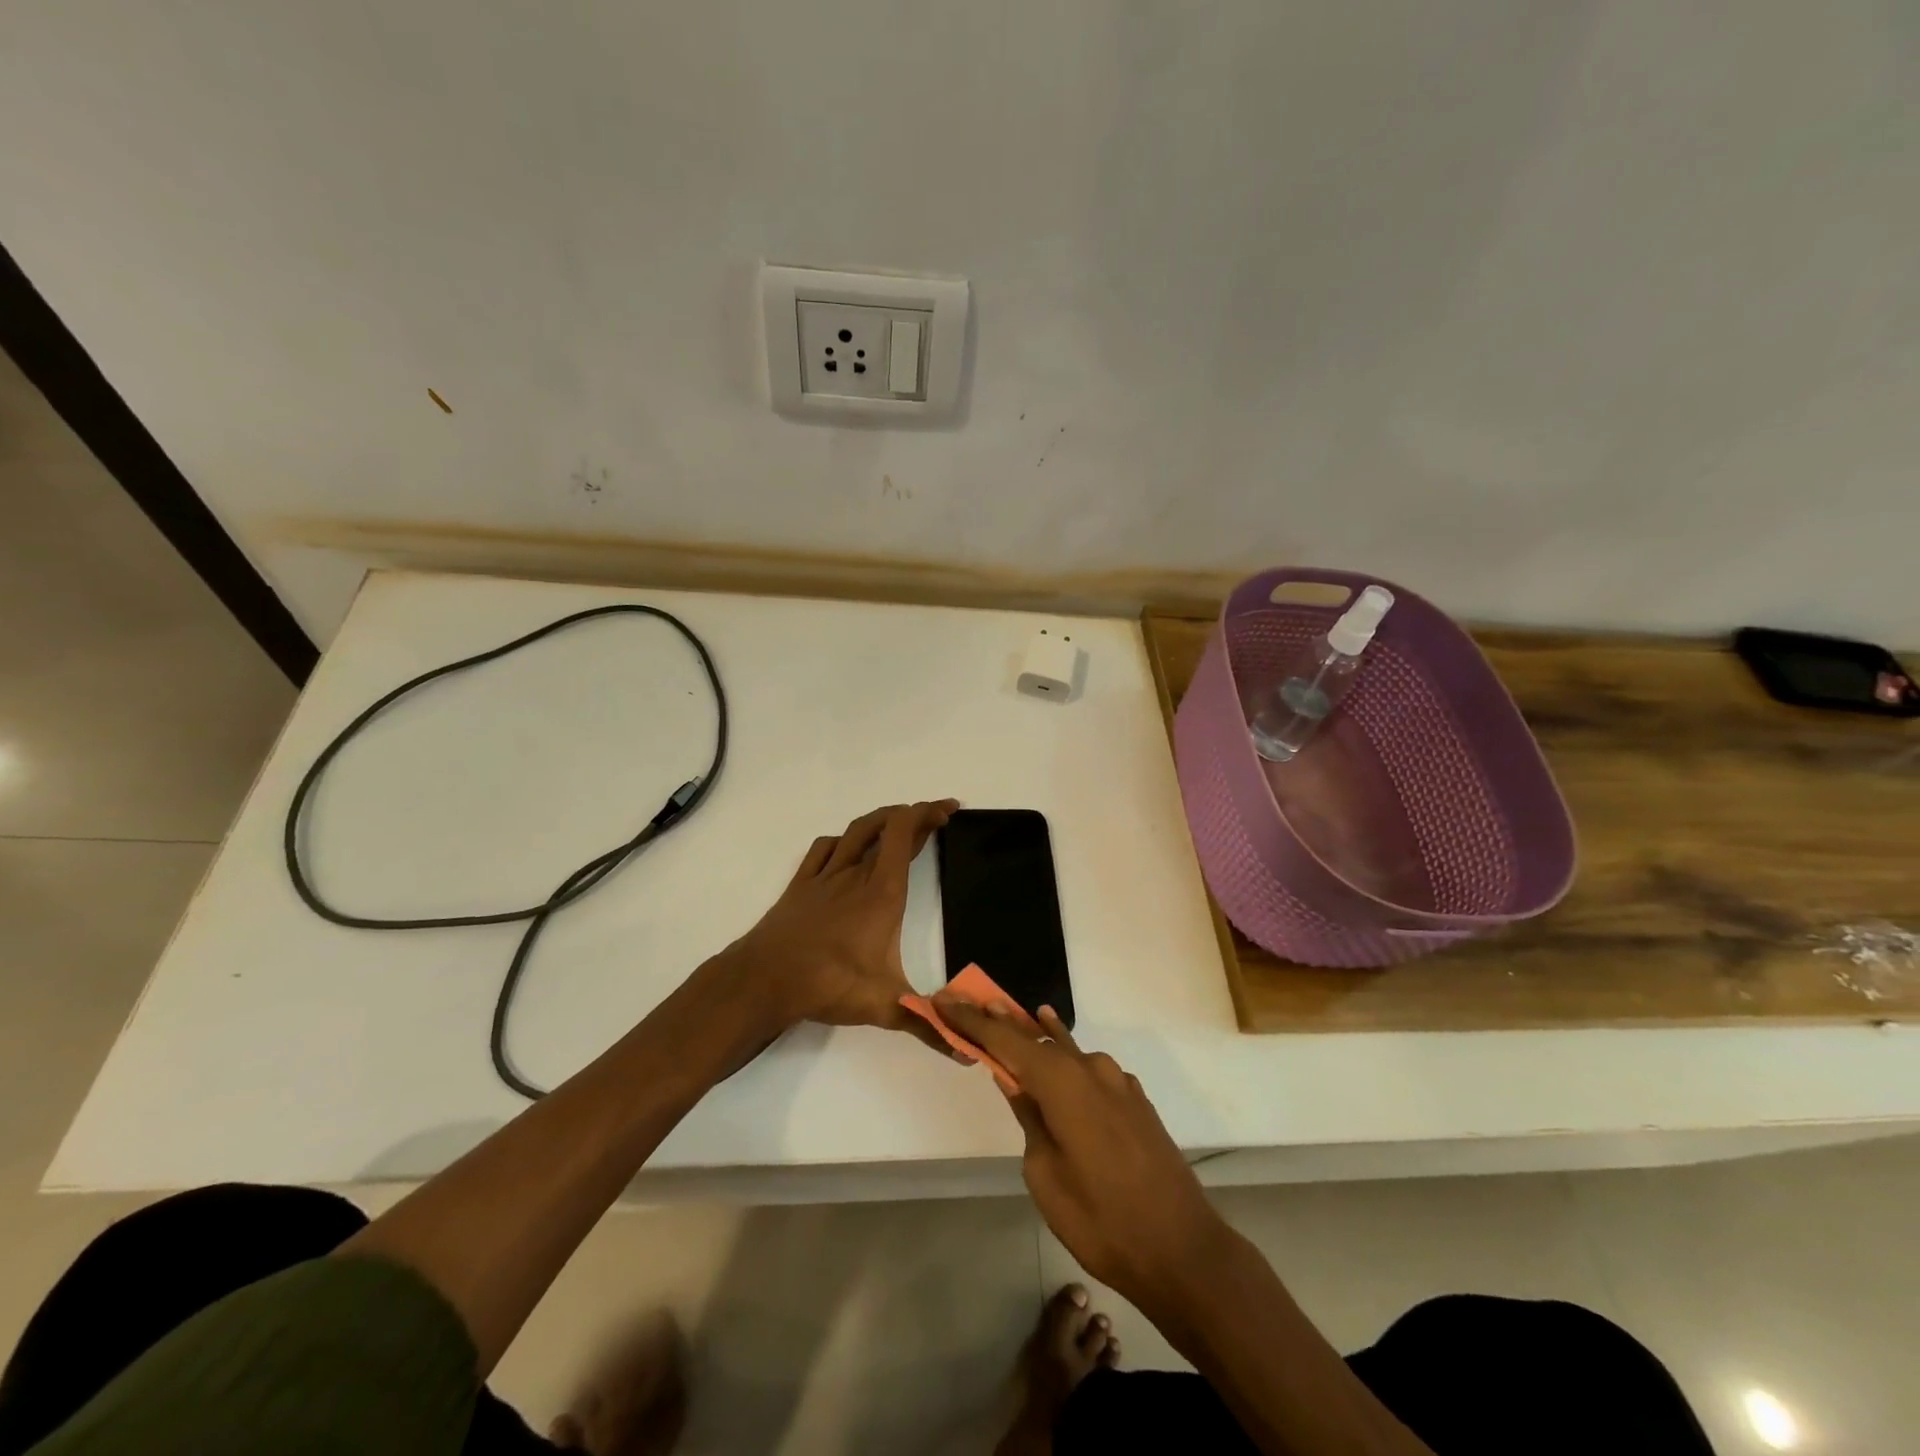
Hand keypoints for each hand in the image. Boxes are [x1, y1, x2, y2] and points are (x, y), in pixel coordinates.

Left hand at [719, 801, 957, 1053]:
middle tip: (936, 816)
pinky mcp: (801, 885)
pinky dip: (842, 839)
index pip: (906, 834)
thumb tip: (971, 1051)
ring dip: (880, 821)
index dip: (928, 813)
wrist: (765, 979)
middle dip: (914, 815)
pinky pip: (823, 848)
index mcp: (883, 892)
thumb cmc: (830, 984)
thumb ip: (929, 1024)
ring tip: (898, 824)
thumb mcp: (886, 1006)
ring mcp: (825, 876)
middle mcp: (856, 873)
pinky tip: (846, 848)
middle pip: (886, 826)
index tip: (950, 809)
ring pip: (856, 831)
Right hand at [936, 1000, 1231, 1310]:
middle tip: (971, 1003)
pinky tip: (1059, 1052)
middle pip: (1037, 1038)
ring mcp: (1118, 1082)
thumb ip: (1029, 1119)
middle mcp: (1092, 1069)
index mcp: (1064, 1083)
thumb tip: (1018, 1084)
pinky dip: (1067, 1060)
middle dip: (1002, 1023)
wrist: (1182, 1250)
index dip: (972, 1020)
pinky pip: (1090, 1070)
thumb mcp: (1045, 1175)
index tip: (945, 1001)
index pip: (1006, 1040)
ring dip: (1037, 1038)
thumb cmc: (1102, 1221)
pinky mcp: (1135, 1100)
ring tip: (1011, 1017)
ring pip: (1067, 1051)